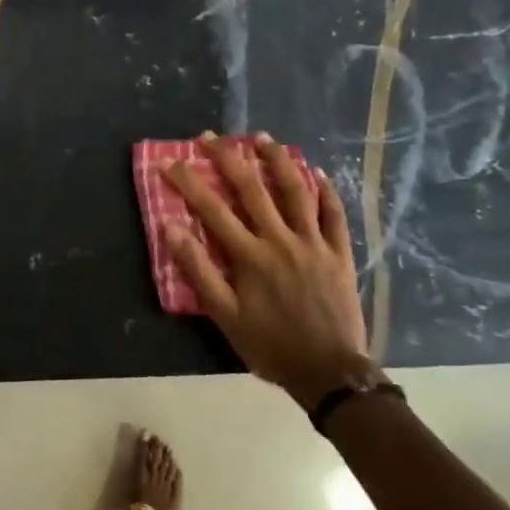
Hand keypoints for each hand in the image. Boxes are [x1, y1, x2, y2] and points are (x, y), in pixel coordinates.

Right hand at [165, 134, 372, 411]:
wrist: (330, 372)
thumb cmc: (270, 345)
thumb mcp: (224, 315)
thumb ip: (198, 270)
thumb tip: (170, 229)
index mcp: (250, 256)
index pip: (212, 209)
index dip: (189, 182)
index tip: (169, 162)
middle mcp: (281, 240)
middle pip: (252, 189)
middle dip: (228, 158)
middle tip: (210, 137)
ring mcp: (314, 244)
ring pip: (296, 191)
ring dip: (277, 161)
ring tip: (262, 138)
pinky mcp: (339, 253)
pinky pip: (334, 214)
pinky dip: (325, 190)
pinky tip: (315, 172)